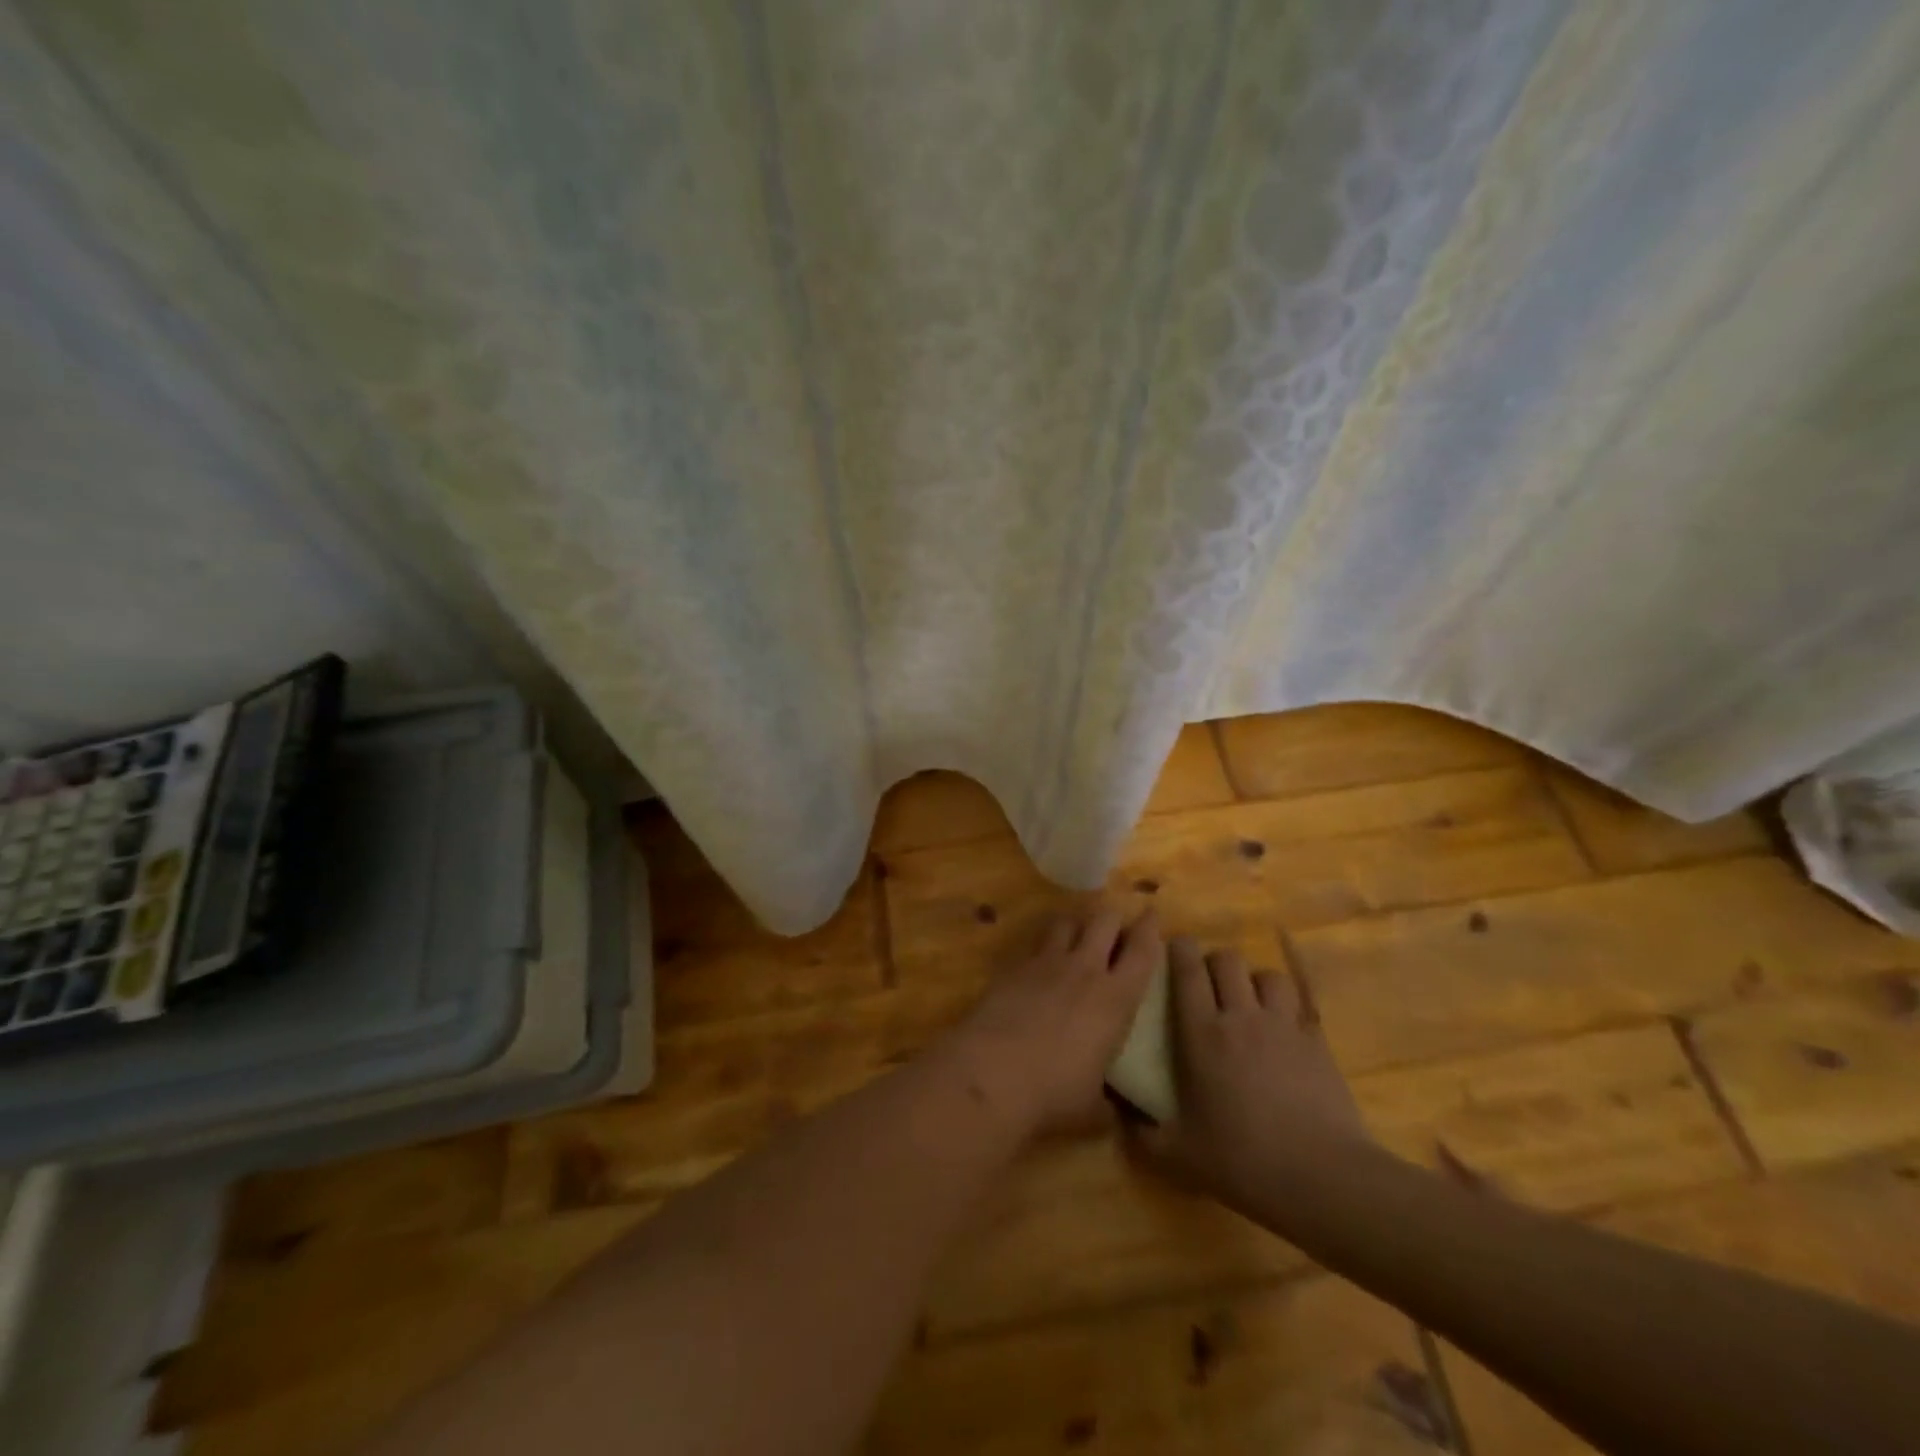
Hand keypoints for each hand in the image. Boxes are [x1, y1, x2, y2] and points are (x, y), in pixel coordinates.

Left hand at [937, 904, 1161, 1139]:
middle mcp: (1083, 969)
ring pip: (1067, 922)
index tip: (1152, 913)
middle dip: (1113, 918)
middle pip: (1103, 921)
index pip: (1141, 951)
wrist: (991, 1073)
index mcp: (1114, 998)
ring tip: (1078, 932)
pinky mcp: (1013, 966)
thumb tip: (1119, 1114)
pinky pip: (1034, 943)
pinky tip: (1040, 960)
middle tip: (1116, 926)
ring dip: (1077, 923)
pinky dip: (1043, 945)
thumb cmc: (1053, 1093)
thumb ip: (1110, 1103)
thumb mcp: (1092, 1108)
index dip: (1149, 928)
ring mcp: (1045, 963)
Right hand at [1132, 937, 1368, 1204]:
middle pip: (1228, 960)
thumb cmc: (1241, 1160)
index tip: (1172, 948)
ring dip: (1254, 982)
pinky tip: (1284, 1033)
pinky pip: (1299, 1006)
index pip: (1188, 970)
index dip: (1179, 949)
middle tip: (1208, 985)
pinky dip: (1287, 1009)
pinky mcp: (1317, 1043)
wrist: (1323, 1178)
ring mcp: (1283, 1026)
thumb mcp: (1178, 1154)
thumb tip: (1118, 1116)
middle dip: (1214, 963)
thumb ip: (1141, 1132)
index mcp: (1202, 1034)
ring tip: (1250, 1003)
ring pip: (1267, 975)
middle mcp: (1241, 1017)